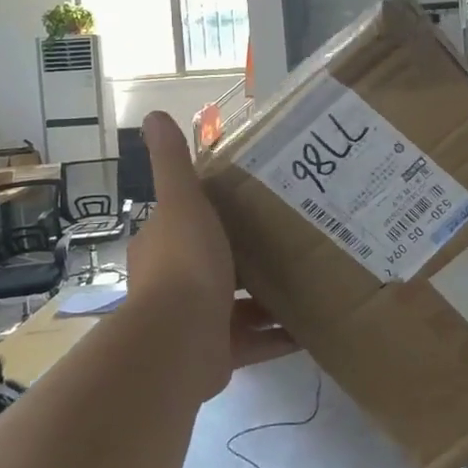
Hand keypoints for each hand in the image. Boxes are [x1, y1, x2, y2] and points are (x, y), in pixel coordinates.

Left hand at [128, 112, 295, 396]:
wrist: (179, 340)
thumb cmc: (185, 263)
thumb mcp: (183, 202)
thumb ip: (173, 163)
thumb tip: (154, 115)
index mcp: (165, 246)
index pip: (188, 222)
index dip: (215, 212)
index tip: (255, 200)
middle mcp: (176, 283)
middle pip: (219, 263)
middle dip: (250, 255)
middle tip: (293, 236)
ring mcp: (199, 320)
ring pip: (240, 303)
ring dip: (270, 296)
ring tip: (312, 277)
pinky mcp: (219, 352)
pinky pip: (256, 340)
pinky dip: (282, 335)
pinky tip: (313, 325)